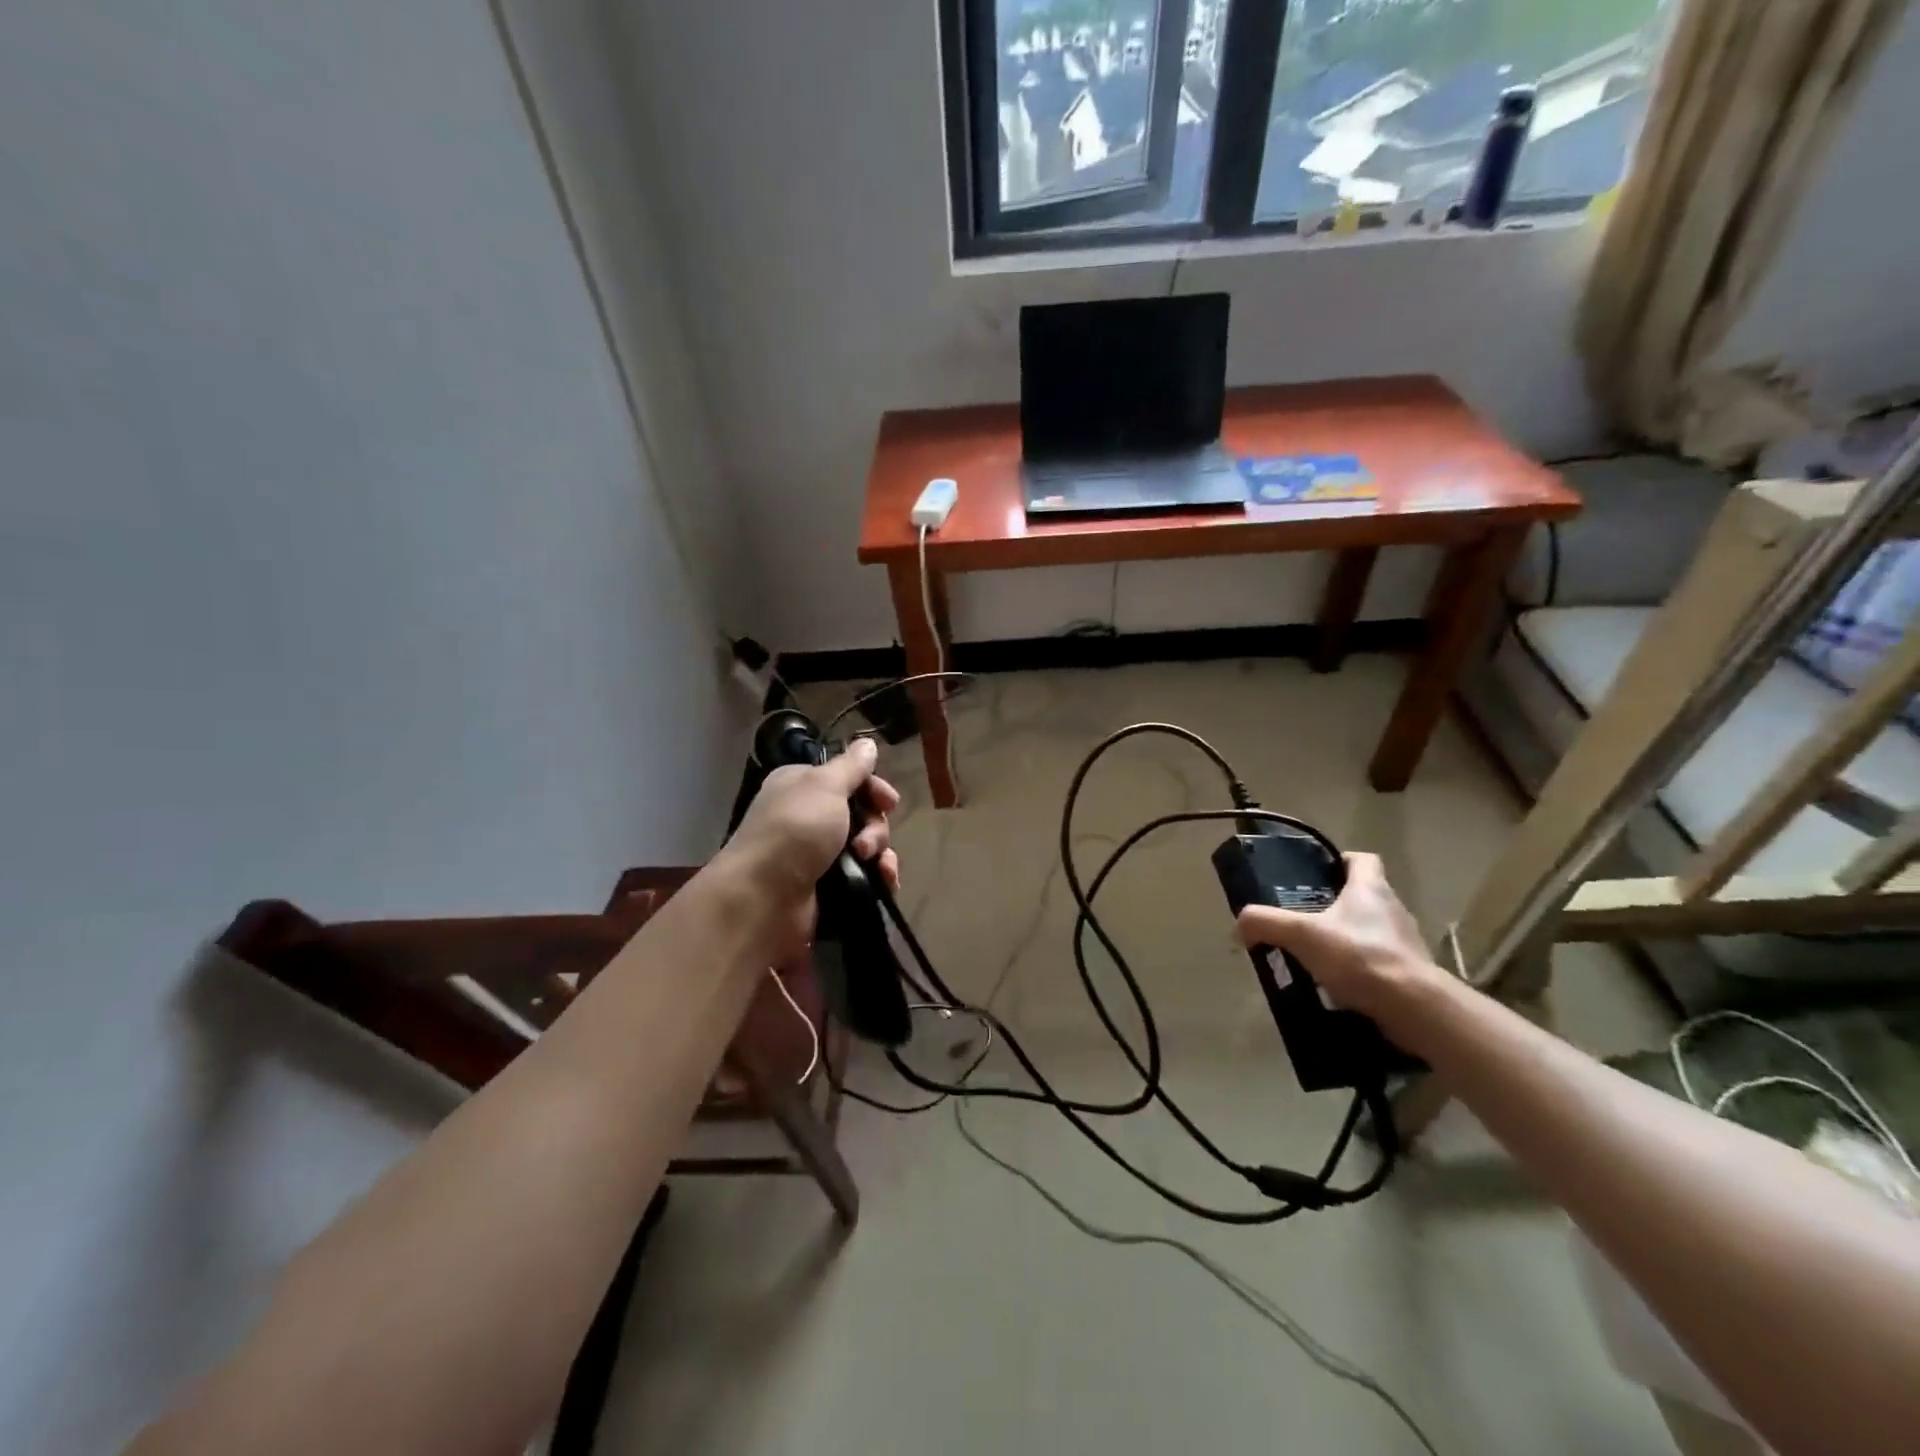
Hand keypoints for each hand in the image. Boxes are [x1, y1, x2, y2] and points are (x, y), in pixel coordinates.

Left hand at [721, 736, 900, 953]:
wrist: (764, 898)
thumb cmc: (794, 830)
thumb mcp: (825, 786)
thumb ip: (851, 766)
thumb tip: (867, 744)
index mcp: (803, 786)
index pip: (849, 779)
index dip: (873, 788)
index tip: (889, 802)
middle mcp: (809, 817)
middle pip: (862, 813)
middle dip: (876, 826)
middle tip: (865, 843)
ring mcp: (818, 855)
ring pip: (867, 846)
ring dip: (879, 853)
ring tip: (872, 865)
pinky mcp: (828, 887)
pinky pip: (865, 876)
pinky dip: (878, 878)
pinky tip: (884, 883)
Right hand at [1235, 852, 1448, 1027]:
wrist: (1414, 1007)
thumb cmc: (1360, 956)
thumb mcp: (1301, 935)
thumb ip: (1265, 923)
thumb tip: (1239, 926)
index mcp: (1371, 888)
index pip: (1362, 860)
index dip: (1340, 862)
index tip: (1317, 876)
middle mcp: (1393, 909)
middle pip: (1363, 896)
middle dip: (1335, 906)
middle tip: (1304, 921)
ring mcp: (1406, 943)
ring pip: (1371, 931)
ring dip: (1347, 941)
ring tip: (1316, 958)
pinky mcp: (1411, 974)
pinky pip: (1379, 964)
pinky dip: (1359, 971)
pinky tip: (1336, 986)